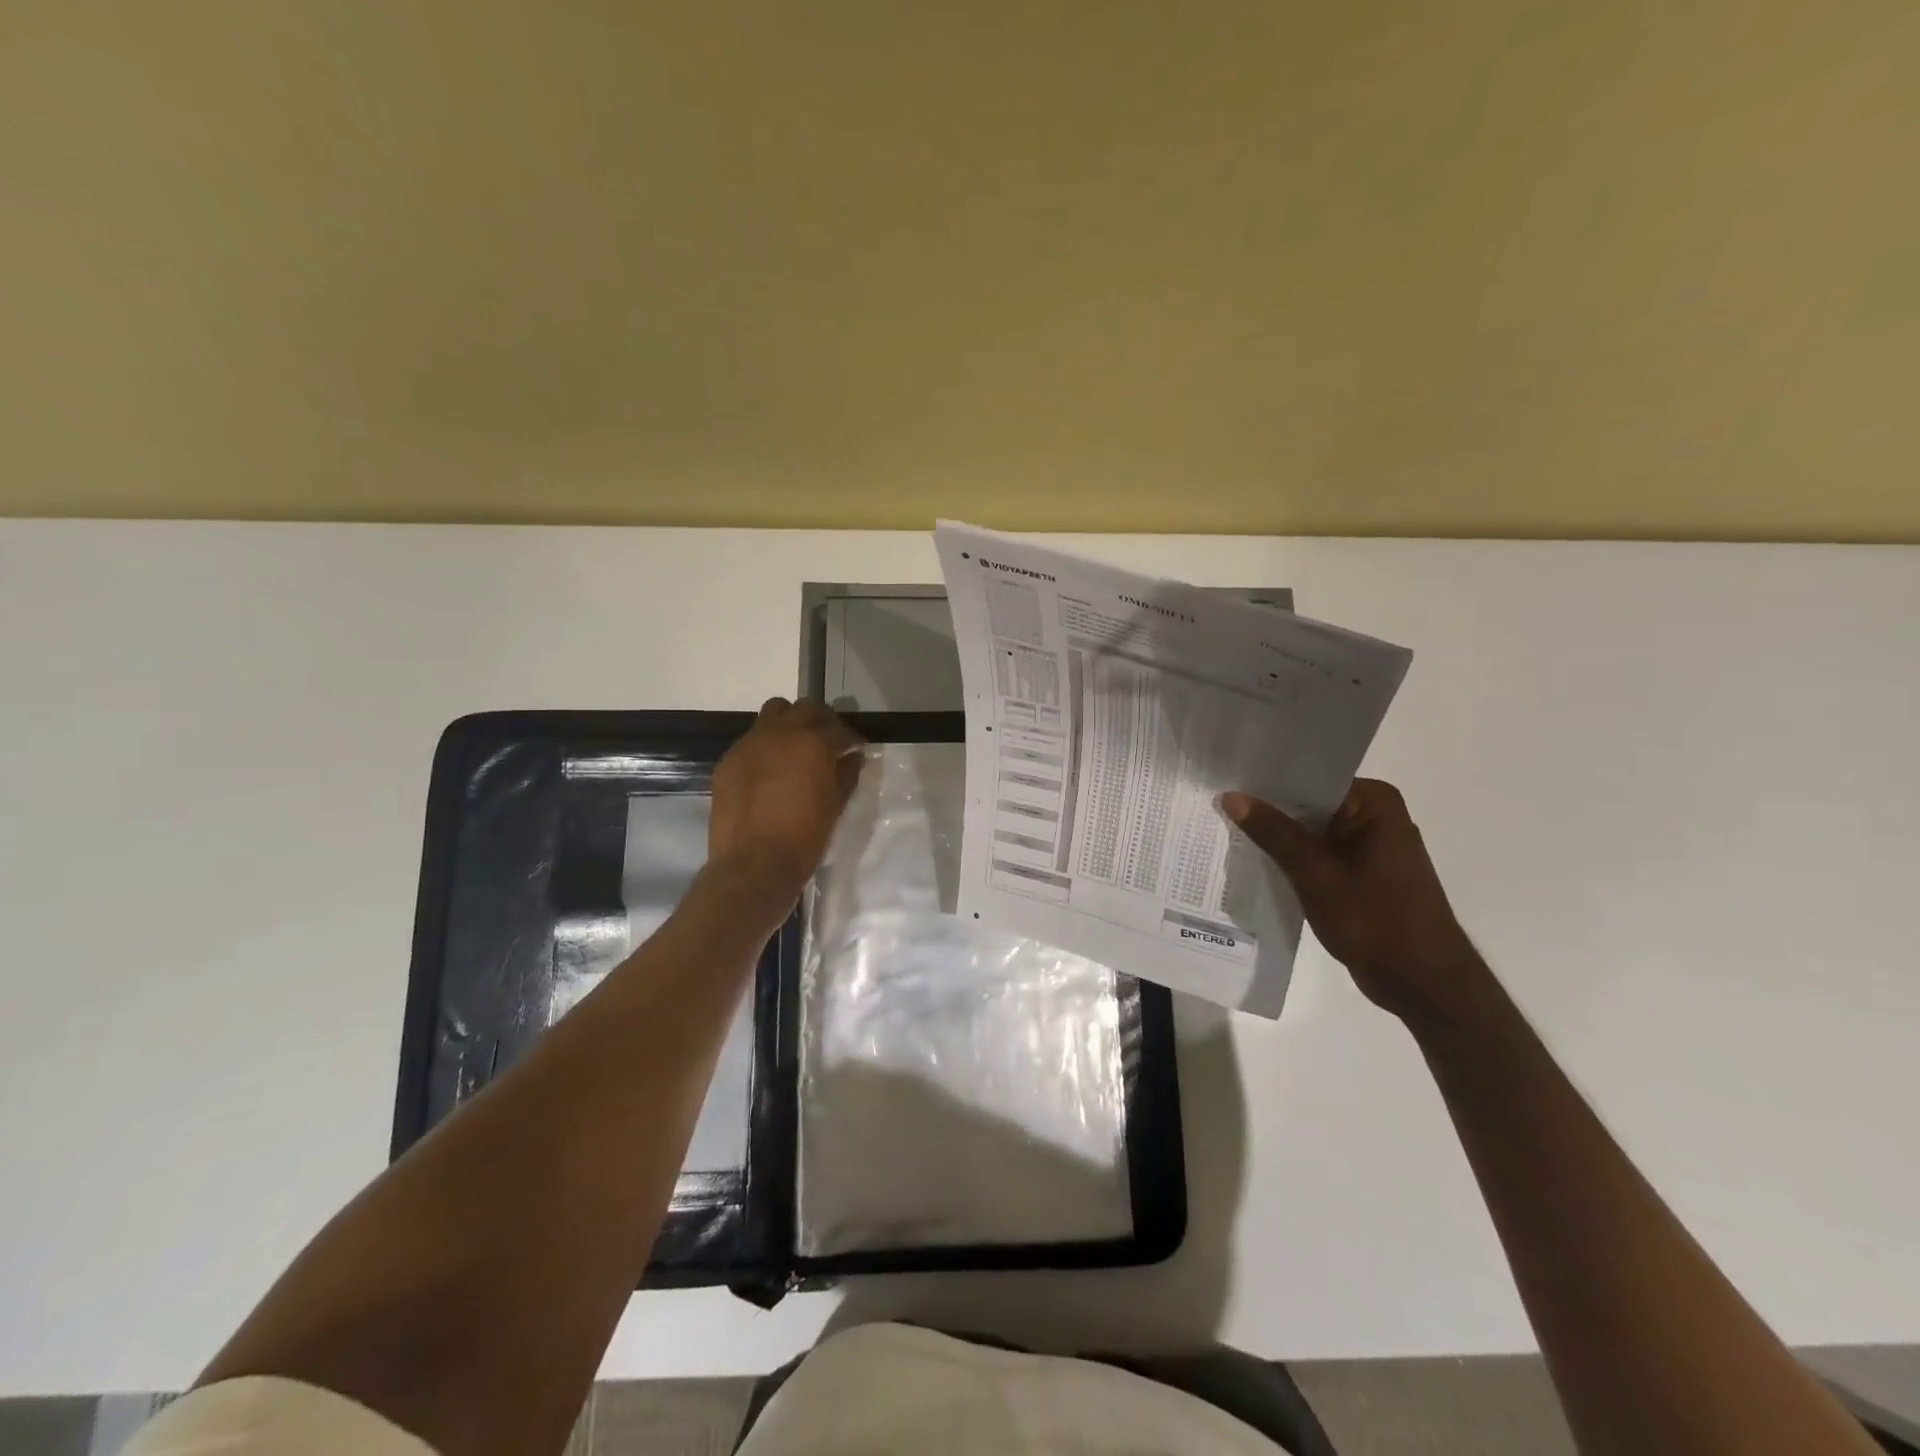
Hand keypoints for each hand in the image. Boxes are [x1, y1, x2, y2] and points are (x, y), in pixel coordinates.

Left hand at [709, 699, 863, 897]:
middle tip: (829, 742)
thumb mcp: (836, 806)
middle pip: (806, 709)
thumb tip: (852, 757)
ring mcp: (750, 744)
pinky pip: (752, 739)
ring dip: (791, 723)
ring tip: (797, 747)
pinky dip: (767, 745)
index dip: (851, 740)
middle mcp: (780, 733)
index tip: (856, 750)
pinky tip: (771, 770)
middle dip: (822, 721)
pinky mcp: (729, 760)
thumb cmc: (804, 838)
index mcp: (812, 743)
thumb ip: (846, 774)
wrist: (753, 865)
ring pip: (774, 713)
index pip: (839, 729)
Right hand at [1222, 780, 1486, 1027]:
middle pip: (1309, 802)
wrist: (1424, 984)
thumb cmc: (1375, 921)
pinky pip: (1319, 853)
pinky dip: (1293, 858)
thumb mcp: (1315, 873)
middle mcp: (1375, 815)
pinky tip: (1255, 860)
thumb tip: (1231, 796)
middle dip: (1267, 809)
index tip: (1225, 779)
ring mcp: (1370, 845)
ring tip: (1225, 828)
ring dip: (1278, 836)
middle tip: (1215, 805)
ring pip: (1311, 830)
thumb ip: (1274, 832)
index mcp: (1374, 802)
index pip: (1309, 778)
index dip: (1266, 780)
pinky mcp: (1363, 873)